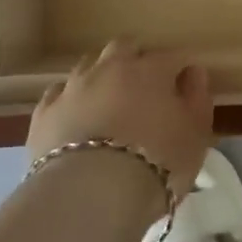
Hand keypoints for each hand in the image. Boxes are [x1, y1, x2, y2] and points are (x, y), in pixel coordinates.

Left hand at [28, 40, 213, 197]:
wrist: (91, 195)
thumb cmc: (157, 162)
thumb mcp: (196, 135)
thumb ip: (198, 99)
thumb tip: (193, 72)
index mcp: (150, 69)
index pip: (171, 56)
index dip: (179, 68)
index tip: (185, 84)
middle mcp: (110, 67)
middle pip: (124, 47)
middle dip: (135, 58)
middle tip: (144, 85)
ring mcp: (73, 87)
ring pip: (89, 65)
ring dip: (101, 75)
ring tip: (108, 100)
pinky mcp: (44, 113)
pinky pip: (59, 93)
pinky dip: (70, 99)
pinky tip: (76, 115)